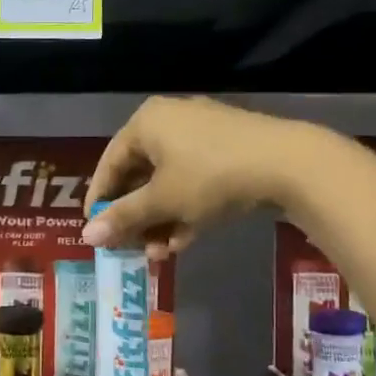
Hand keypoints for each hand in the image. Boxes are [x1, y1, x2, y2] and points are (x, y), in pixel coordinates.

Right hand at [82, 97, 302, 258]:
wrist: (288, 164)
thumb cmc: (210, 177)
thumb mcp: (162, 201)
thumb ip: (123, 218)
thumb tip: (87, 237)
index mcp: (146, 123)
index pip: (109, 164)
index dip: (100, 201)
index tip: (95, 232)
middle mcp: (169, 121)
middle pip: (139, 176)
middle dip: (136, 219)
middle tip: (131, 249)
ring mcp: (201, 135)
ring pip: (167, 183)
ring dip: (160, 221)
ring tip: (160, 254)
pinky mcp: (227, 150)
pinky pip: (193, 181)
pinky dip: (184, 210)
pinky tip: (183, 241)